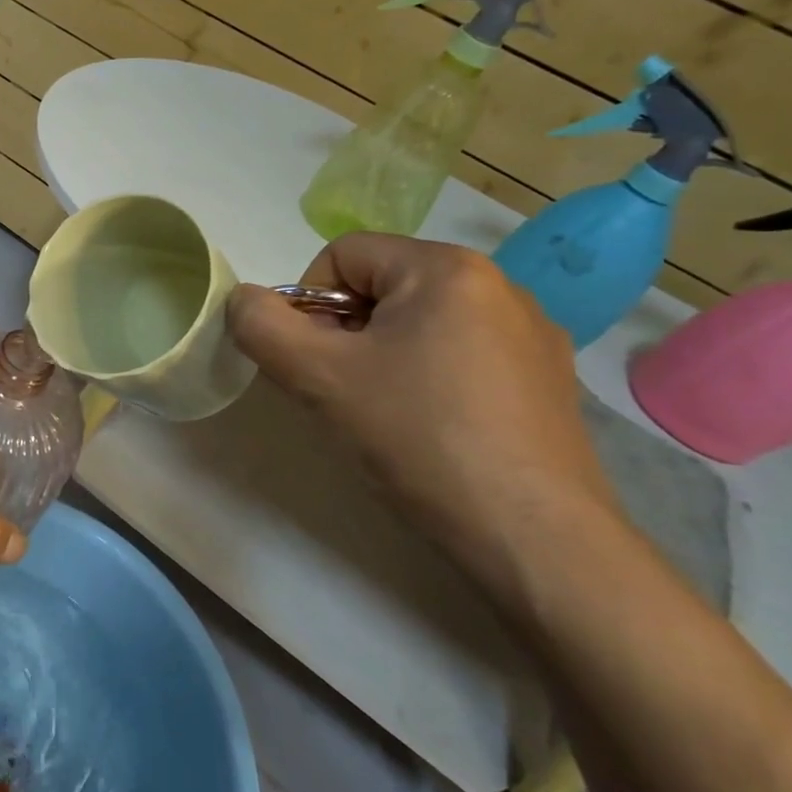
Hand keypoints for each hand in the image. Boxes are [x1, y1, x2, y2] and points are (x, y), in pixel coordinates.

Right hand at [228, 234, 620, 573]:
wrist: (533, 536)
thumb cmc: (419, 437)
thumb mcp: (319, 378)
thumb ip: (261, 326)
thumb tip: (244, 300)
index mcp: (446, 268)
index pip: (343, 255)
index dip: (309, 304)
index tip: (315, 364)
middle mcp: (498, 284)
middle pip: (382, 287)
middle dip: (346, 333)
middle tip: (343, 392)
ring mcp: (531, 333)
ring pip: (420, 323)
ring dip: (383, 356)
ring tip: (386, 414)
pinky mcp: (546, 378)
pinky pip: (462, 353)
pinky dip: (429, 377)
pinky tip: (433, 429)